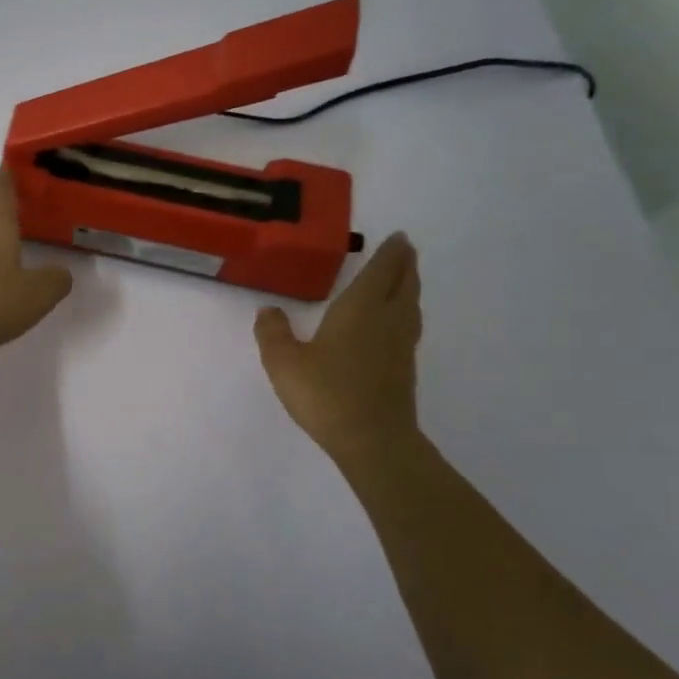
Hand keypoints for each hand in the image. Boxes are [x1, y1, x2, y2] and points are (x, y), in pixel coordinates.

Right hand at [253, 231, 422, 468]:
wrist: (372, 440)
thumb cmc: (326, 393)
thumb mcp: (284, 362)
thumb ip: (273, 333)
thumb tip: (267, 310)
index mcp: (361, 309)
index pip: (381, 272)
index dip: (390, 253)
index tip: (399, 237)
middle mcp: (387, 320)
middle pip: (404, 284)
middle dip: (405, 264)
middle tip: (405, 248)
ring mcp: (400, 346)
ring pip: (410, 306)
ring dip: (409, 287)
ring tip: (405, 279)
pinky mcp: (404, 369)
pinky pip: (408, 327)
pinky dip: (406, 312)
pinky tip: (395, 323)